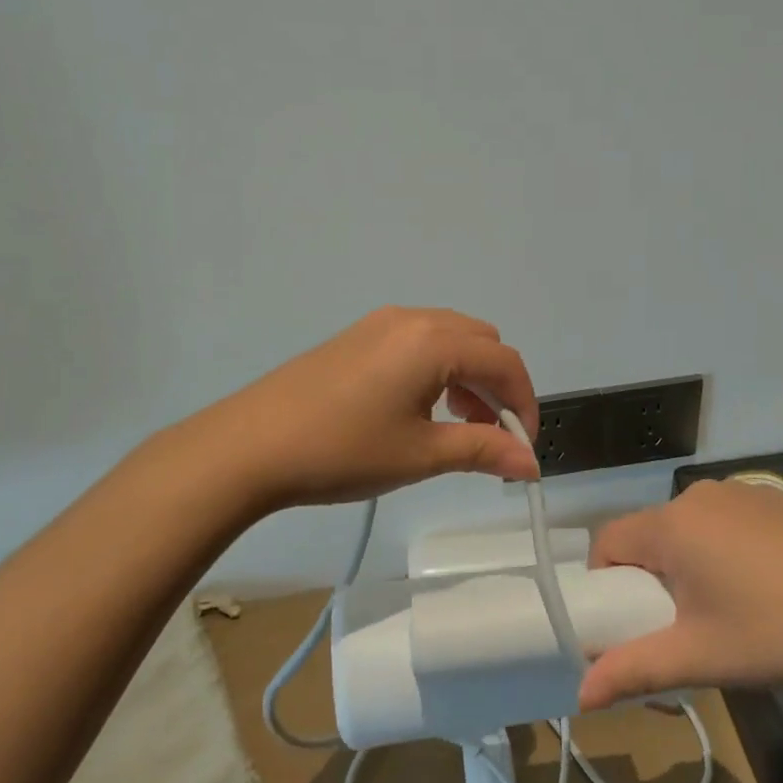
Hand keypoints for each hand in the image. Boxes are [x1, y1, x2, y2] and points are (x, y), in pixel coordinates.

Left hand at [200, 307, 539, 511]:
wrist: (250, 445)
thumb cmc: (343, 450)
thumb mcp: (420, 455)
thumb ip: (482, 451)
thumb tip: (531, 464)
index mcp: (434, 341)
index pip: (505, 362)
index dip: (525, 405)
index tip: (521, 450)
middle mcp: (413, 318)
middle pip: (482, 342)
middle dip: (497, 387)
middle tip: (488, 436)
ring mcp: (381, 323)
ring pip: (450, 339)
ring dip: (468, 377)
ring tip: (455, 426)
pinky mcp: (358, 335)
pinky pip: (418, 341)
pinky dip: (437, 369)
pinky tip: (417, 408)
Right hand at [576, 479, 782, 710]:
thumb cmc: (780, 632)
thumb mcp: (701, 658)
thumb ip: (634, 670)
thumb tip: (581, 696)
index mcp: (670, 525)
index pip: (608, 543)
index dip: (607, 586)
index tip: (633, 625)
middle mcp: (696, 496)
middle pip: (648, 539)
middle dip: (651, 583)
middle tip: (683, 631)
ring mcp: (738, 494)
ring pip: (687, 532)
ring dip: (688, 568)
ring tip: (727, 616)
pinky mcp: (772, 502)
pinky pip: (723, 525)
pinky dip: (722, 553)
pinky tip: (764, 590)